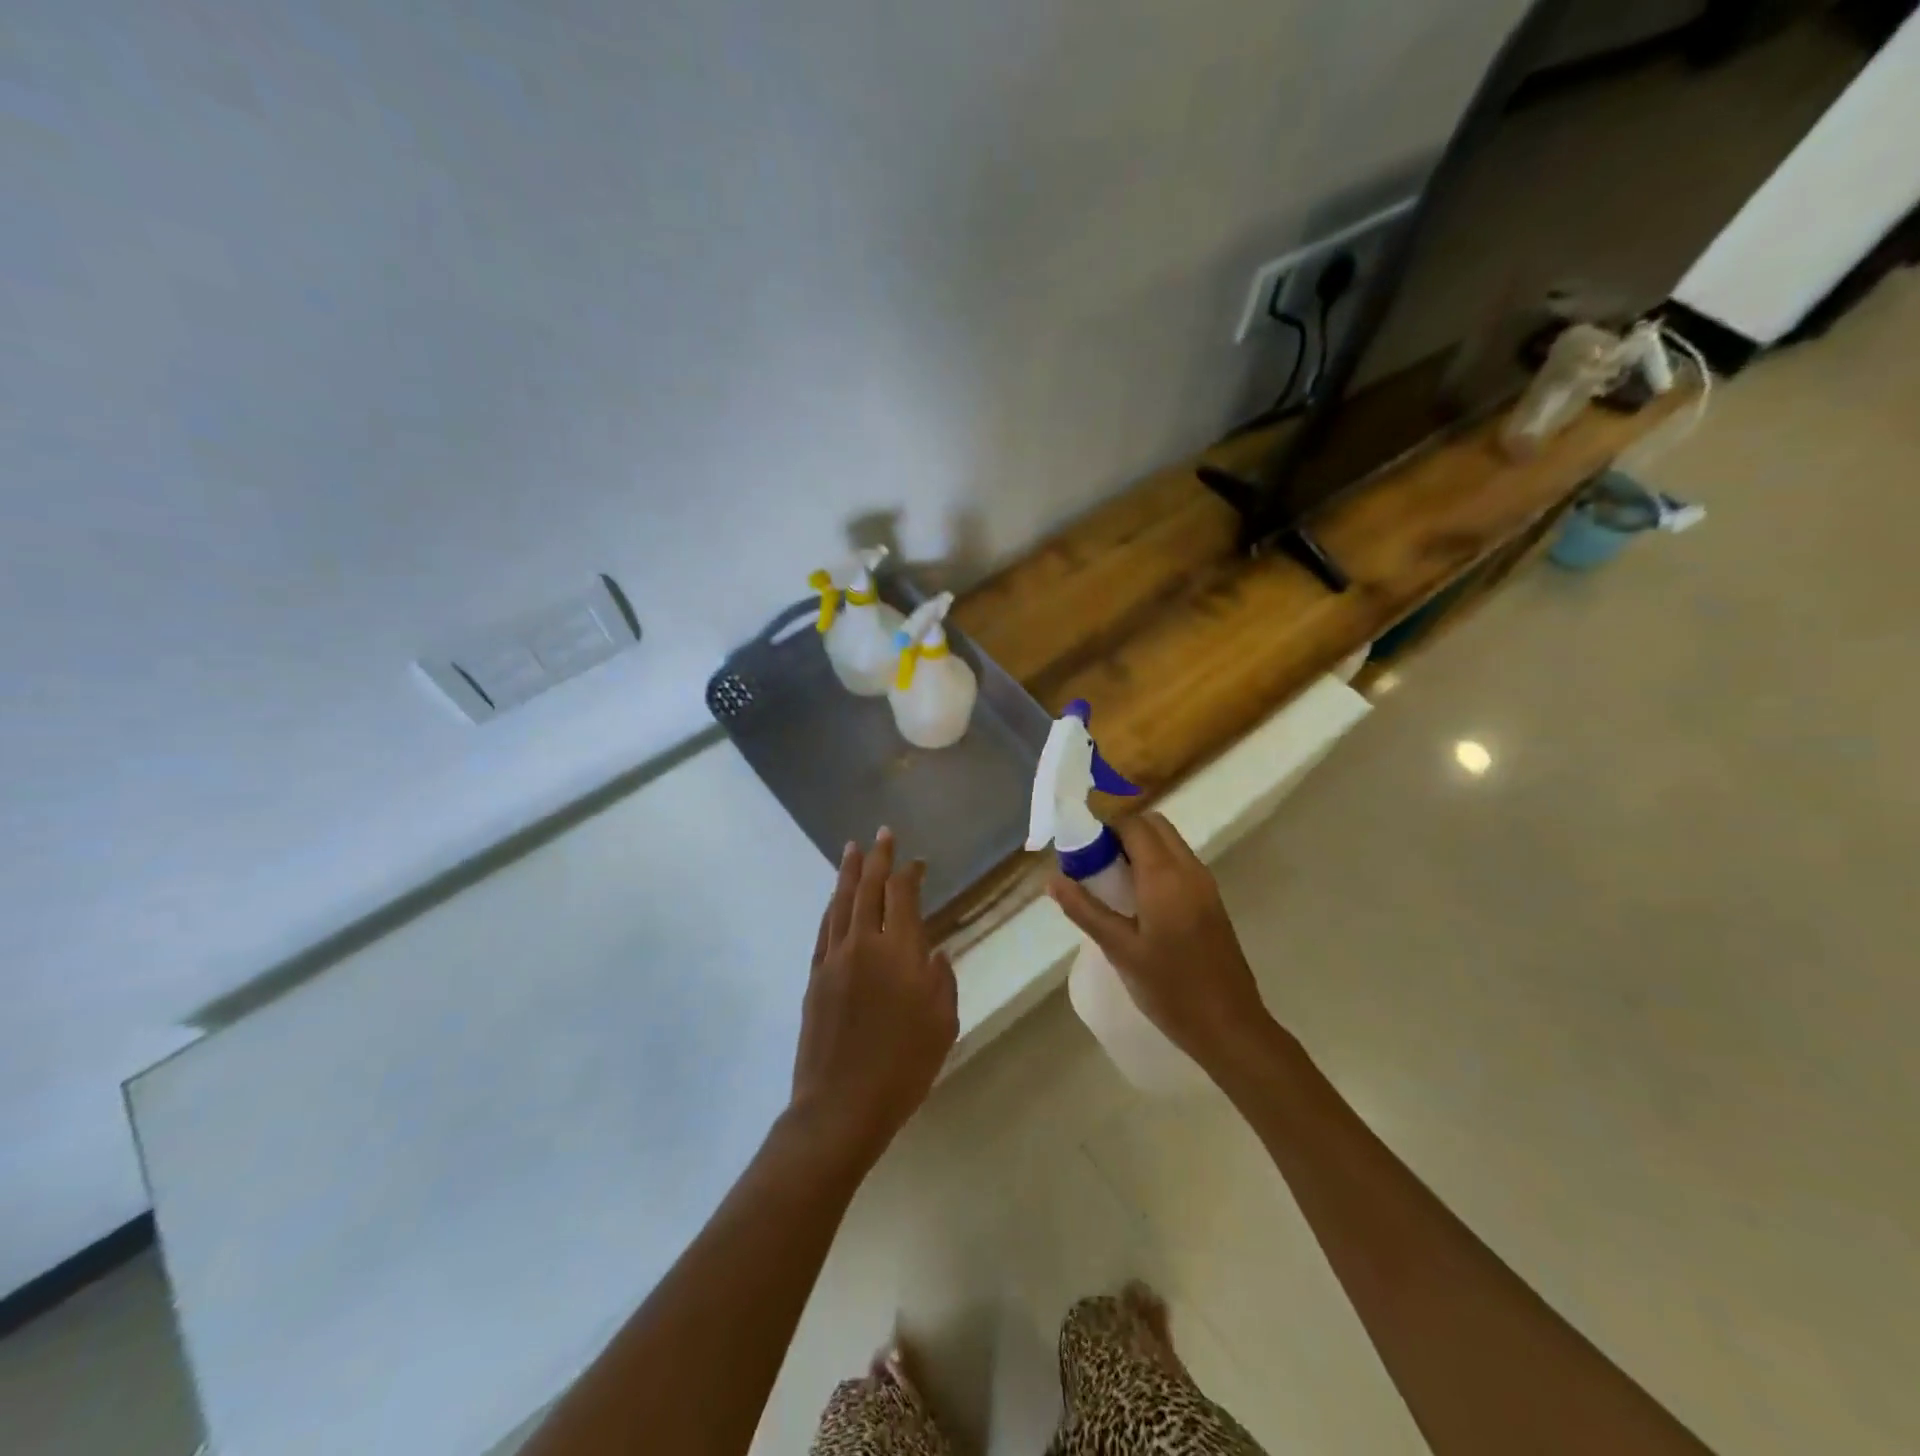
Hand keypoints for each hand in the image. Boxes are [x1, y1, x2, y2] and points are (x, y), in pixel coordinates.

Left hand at [788, 829, 958, 1170]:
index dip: (910, 873)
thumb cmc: (903, 1068)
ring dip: (848, 873)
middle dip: (877, 858)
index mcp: (900, 953)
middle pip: (869, 888)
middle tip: (883, 834)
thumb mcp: (943, 1025)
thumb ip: (942, 980)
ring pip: (841, 903)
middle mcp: (864, 944)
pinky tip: (835, 898)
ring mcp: (834, 959)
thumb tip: (933, 953)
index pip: (903, 896)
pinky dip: (832, 906)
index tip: (918, 862)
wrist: (841, 1105)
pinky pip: (824, 928)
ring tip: (853, 849)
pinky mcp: (815, 977)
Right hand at [1047, 812, 1271, 1072]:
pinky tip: (1135, 898)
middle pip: (1154, 825)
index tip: (1078, 843)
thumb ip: (1084, 909)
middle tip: (1093, 860)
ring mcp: (1205, 884)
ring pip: (1169, 843)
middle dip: (1121, 831)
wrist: (1229, 1026)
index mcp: (1165, 875)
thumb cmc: (1170, 987)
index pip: (1132, 824)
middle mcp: (1189, 869)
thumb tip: (1052, 879)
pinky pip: (1179, 863)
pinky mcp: (1211, 901)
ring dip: (1139, 846)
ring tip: (1109, 878)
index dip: (1103, 825)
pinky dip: (1155, 863)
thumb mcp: (1119, 949)